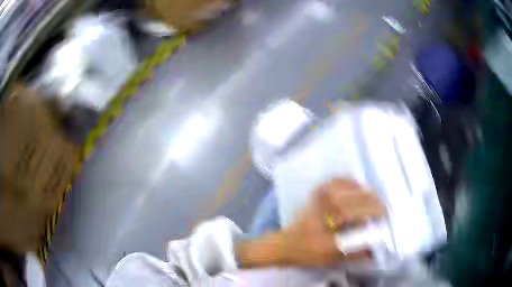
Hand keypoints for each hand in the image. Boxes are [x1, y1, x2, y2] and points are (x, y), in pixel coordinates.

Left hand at [280, 178, 385, 266]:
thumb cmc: (308, 252)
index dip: (376, 211)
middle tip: (383, 206)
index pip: (360, 211)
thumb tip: (375, 249)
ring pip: (348, 186)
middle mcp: (328, 205)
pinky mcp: (316, 194)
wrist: (285, 244)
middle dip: (374, 201)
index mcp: (332, 221)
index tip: (386, 215)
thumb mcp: (333, 257)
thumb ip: (355, 253)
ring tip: (373, 197)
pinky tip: (355, 185)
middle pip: (357, 197)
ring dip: (364, 191)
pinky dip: (348, 181)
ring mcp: (321, 196)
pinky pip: (335, 181)